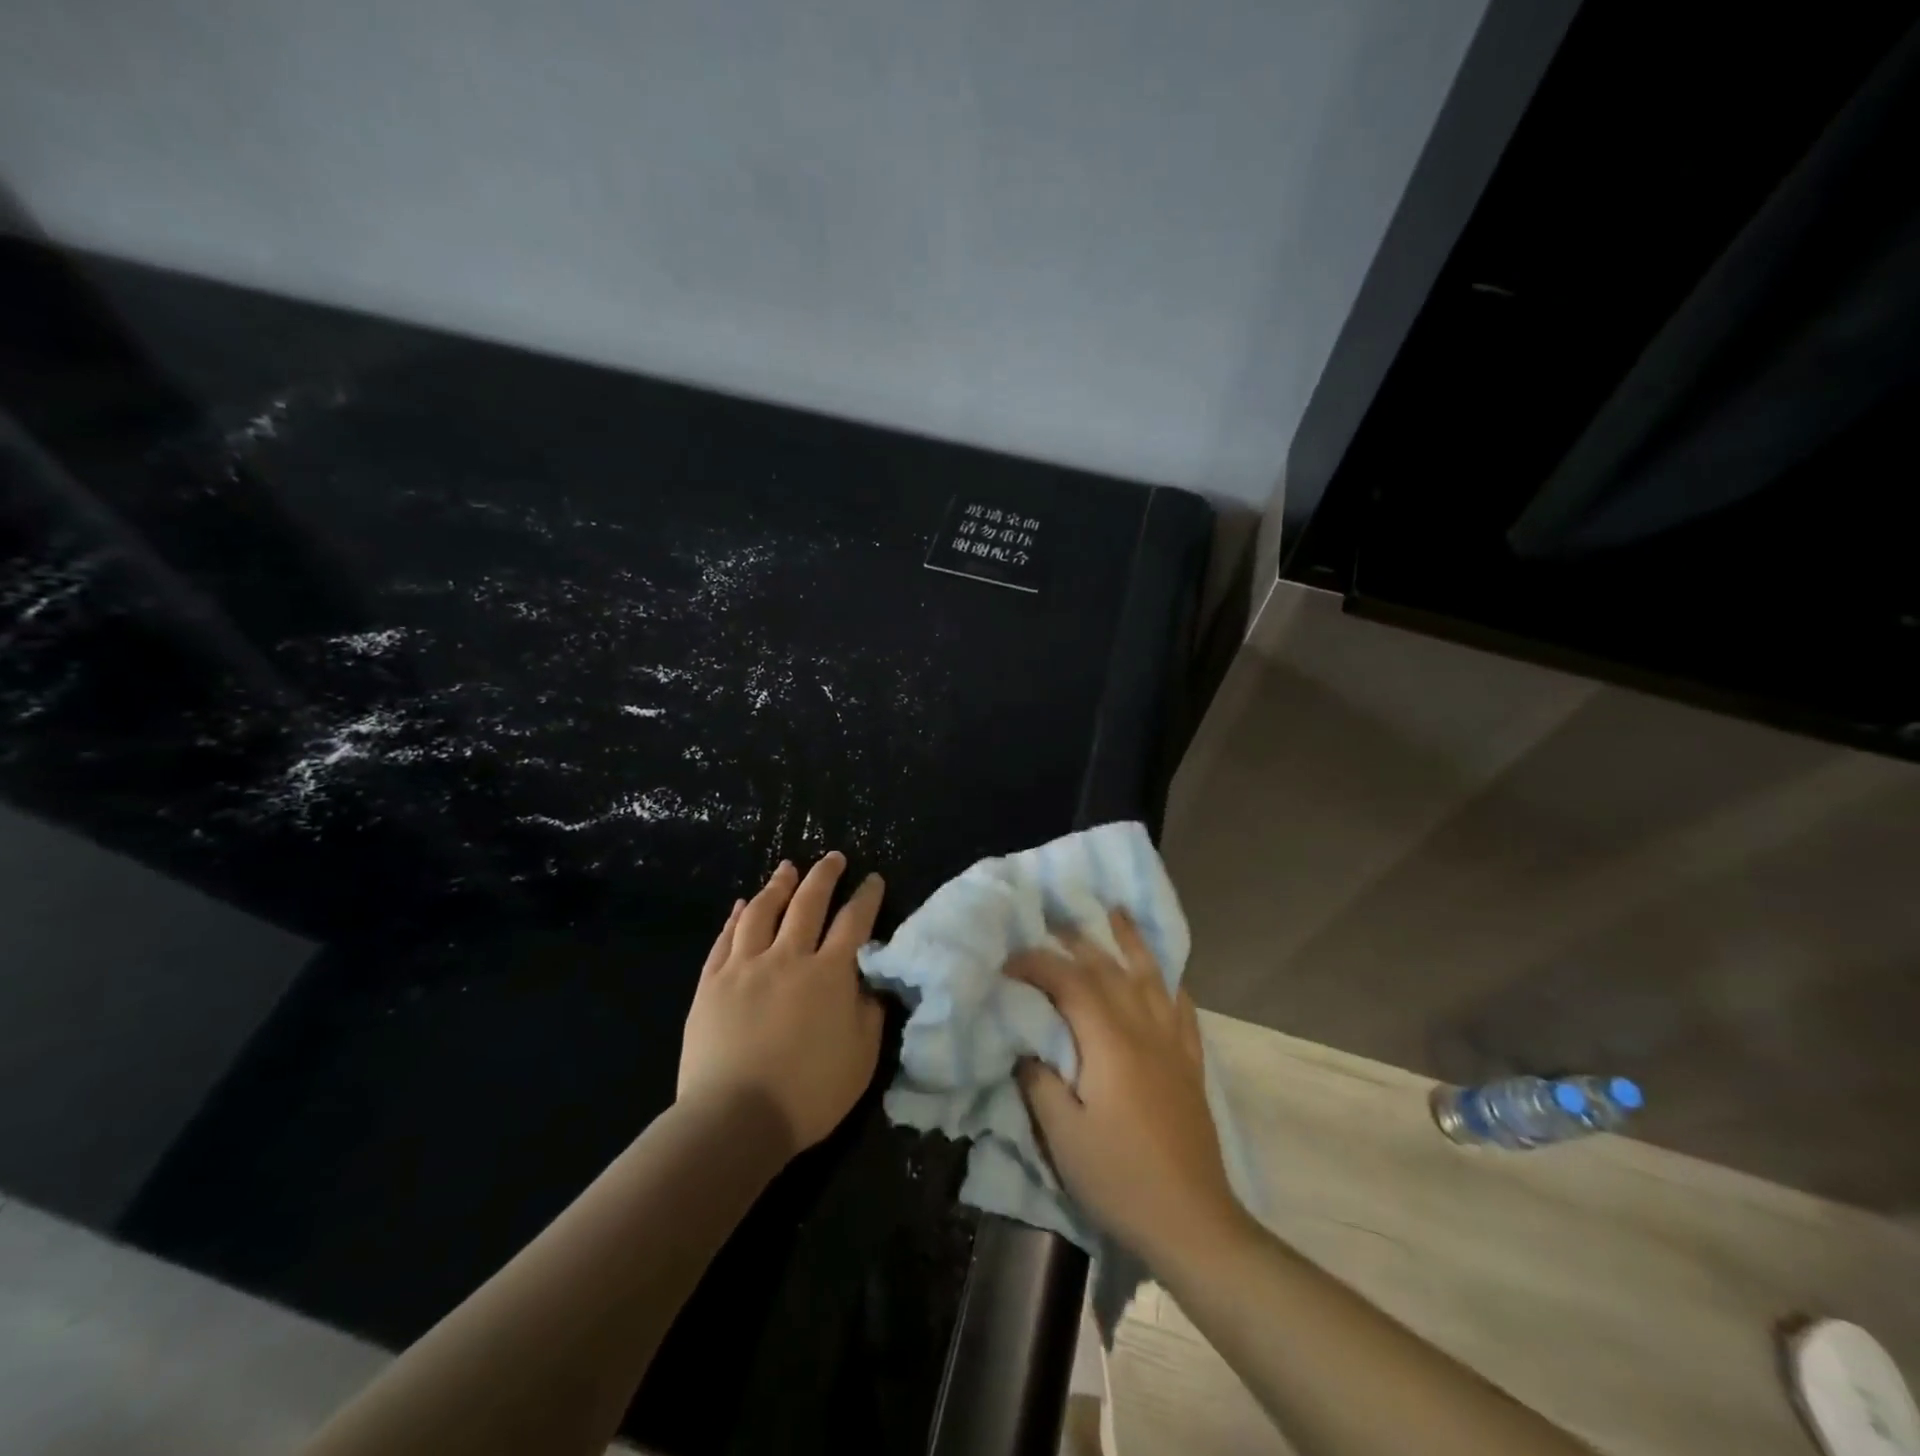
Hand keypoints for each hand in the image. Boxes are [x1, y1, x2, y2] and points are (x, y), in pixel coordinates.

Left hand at [678, 852, 885, 1158]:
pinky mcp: (711, 983)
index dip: (866, 897)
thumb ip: (870, 1012)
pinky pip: (726, 938)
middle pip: (808, 903)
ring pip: (763, 911)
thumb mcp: (861, 1057)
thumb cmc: (808, 1093)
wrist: (735, 1119)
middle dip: (824, 876)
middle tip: (833, 857)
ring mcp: (745, 967)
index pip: (854, 922)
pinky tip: (742, 904)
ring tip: (787, 868)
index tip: (872, 879)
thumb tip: (872, 981)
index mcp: (829, 974)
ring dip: (779, 885)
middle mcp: (788, 957)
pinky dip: (737, 917)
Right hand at [1008, 911, 1245, 1270]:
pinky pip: (1182, 1009)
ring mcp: (1173, 1045)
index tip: (1009, 961)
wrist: (1192, 1222)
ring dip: (1131, 942)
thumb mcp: (1064, 1137)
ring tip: (1116, 914)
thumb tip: (1027, 1047)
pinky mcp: (1191, 1064)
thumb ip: (1040, 1082)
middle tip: (1050, 923)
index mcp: (1109, 1043)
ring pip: (1151, 978)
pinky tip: (1164, 974)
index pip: (1070, 984)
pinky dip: (1169, 982)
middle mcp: (1144, 1030)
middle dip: (1077, 942)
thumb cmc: (1120, 1179)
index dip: (1038, 964)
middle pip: (1109, 971)